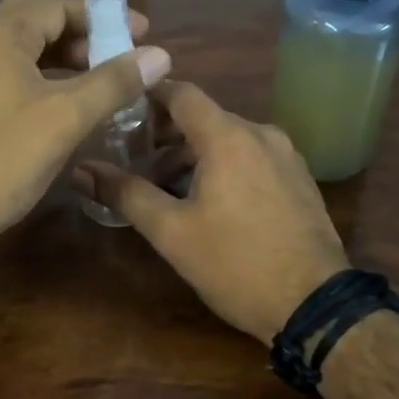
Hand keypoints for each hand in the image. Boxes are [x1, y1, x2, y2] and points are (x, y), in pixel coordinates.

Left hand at [0, 0, 170, 249]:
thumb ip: (113, 82)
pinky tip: (68, 105)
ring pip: (25, 49)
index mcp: (1, 37)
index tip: (141, 34)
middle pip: (38, 20)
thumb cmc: (2, 160)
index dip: (103, 16)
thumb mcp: (65, 118)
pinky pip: (14, 75)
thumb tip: (160, 54)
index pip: (57, 5)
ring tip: (102, 80)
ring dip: (64, 56)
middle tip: (116, 54)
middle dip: (81, 32)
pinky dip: (46, 78)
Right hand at [78, 82, 346, 345]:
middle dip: (165, 136)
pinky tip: (208, 203)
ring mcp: (286, 156)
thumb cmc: (236, 264)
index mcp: (228, 137)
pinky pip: (251, 158)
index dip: (147, 96)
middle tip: (133, 161)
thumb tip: (82, 170)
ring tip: (165, 191)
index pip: (181, 93)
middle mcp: (260, 134)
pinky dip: (223, 166)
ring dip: (193, 156)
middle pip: (204, 117)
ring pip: (228, 140)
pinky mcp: (299, 179)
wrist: (316, 305)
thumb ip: (126, 194)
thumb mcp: (171, 232)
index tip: (119, 111)